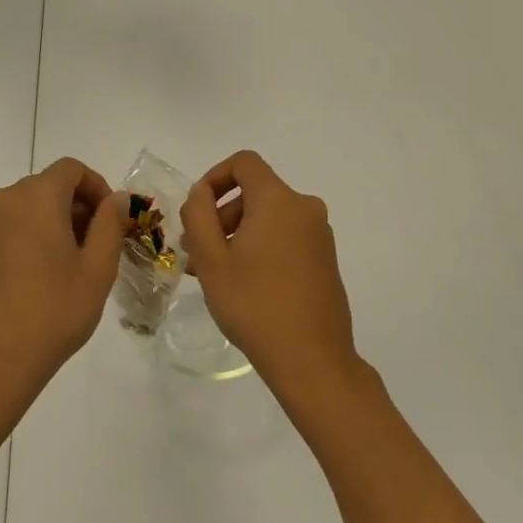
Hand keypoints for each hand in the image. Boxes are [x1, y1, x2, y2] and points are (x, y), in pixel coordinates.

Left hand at [0, 158, 123, 411]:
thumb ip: (110, 224)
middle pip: (48, 186)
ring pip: (27, 208)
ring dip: (53, 223)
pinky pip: (7, 228)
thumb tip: (116, 198)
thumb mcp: (97, 269)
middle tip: (97, 247)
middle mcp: (3, 200)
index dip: (97, 187)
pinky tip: (38, 279)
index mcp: (36, 196)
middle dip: (77, 207)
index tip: (112, 221)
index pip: (72, 169)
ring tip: (69, 267)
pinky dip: (28, 237)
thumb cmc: (52, 313)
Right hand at [183, 150, 360, 402]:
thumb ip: (198, 215)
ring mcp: (319, 235)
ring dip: (238, 233)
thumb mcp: (211, 260)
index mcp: (278, 200)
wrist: (312, 359)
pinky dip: (261, 246)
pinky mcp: (325, 259)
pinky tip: (243, 283)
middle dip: (221, 213)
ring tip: (213, 272)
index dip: (215, 176)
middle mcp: (304, 208)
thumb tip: (201, 193)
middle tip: (196, 250)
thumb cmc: (254, 304)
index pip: (244, 163)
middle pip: (255, 191)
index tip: (196, 208)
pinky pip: (286, 236)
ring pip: (269, 217)